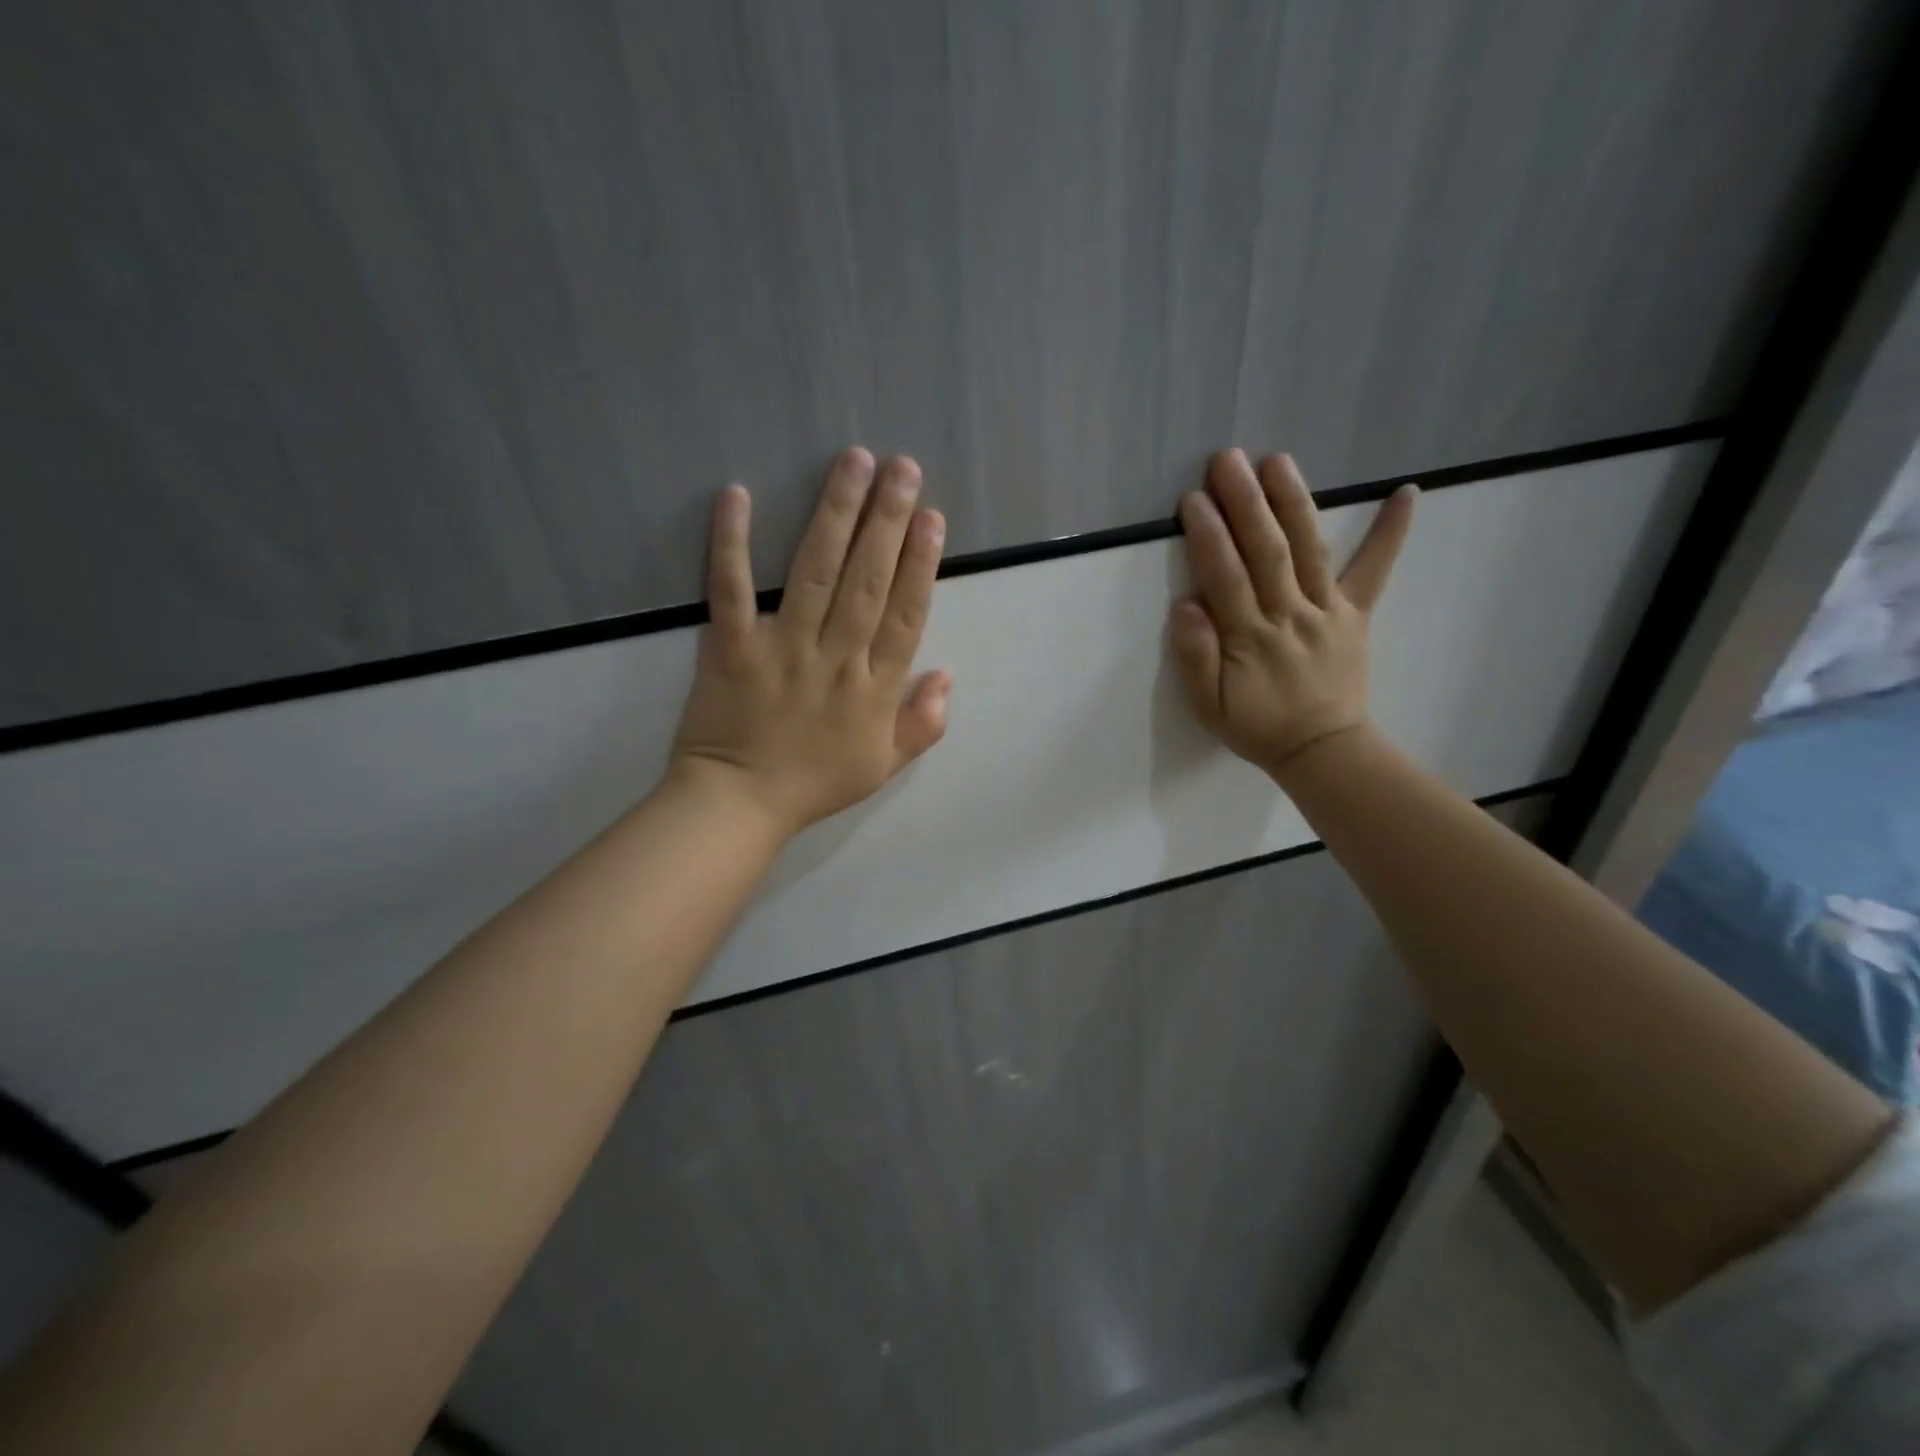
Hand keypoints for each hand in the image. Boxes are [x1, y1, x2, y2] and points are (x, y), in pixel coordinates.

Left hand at [670, 448, 951, 834]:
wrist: (739, 805)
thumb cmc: (815, 784)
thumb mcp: (884, 766)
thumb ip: (922, 724)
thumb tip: (949, 676)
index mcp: (874, 688)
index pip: (905, 615)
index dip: (921, 565)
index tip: (933, 519)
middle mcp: (835, 658)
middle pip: (867, 581)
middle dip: (888, 521)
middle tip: (903, 468)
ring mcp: (782, 649)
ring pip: (815, 573)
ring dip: (835, 515)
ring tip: (853, 462)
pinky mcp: (730, 647)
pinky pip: (730, 590)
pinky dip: (731, 543)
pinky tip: (738, 495)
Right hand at [1170, 450, 1415, 779]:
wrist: (1322, 750)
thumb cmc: (1257, 727)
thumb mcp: (1209, 707)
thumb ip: (1196, 658)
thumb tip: (1185, 607)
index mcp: (1250, 638)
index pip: (1226, 578)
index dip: (1209, 536)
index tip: (1194, 499)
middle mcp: (1289, 615)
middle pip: (1266, 552)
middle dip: (1245, 503)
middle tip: (1228, 459)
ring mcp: (1328, 611)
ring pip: (1309, 550)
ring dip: (1293, 502)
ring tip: (1278, 461)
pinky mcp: (1356, 613)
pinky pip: (1375, 570)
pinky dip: (1391, 532)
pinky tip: (1406, 492)